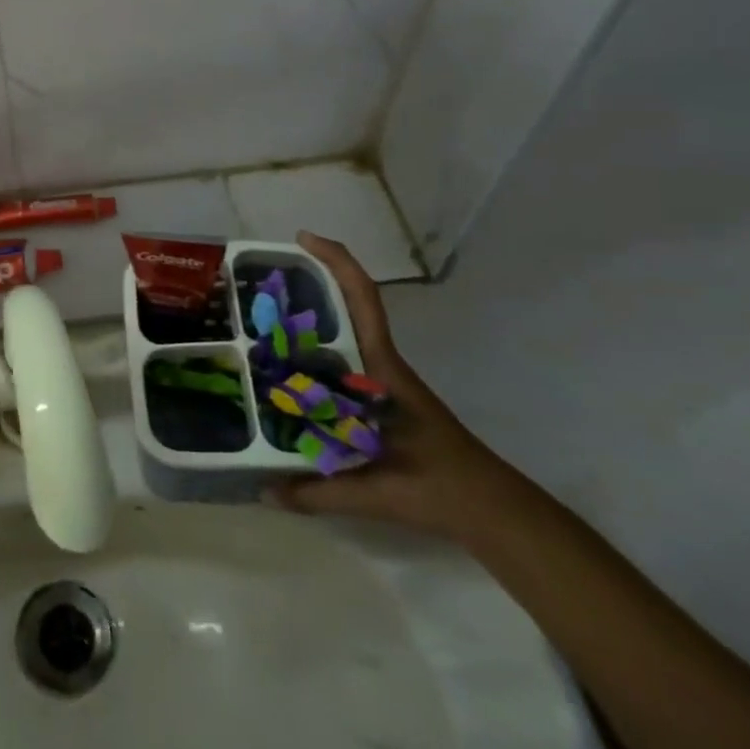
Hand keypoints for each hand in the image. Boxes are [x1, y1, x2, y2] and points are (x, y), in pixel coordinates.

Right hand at [263, 233, 522, 539]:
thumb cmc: (438, 486)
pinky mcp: (380, 397)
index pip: (361, 298)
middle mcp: (379, 363)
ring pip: (342, 332)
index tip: (302, 239)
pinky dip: (314, 353)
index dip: (334, 261)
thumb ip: (316, 492)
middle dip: (308, 282)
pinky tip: (287, 372)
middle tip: (259, 282)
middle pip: (347, 304)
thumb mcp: (374, 491)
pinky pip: (342, 360)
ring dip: (309, 317)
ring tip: (261, 321)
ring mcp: (381, 379)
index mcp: (381, 368)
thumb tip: (263, 490)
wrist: (490, 508)